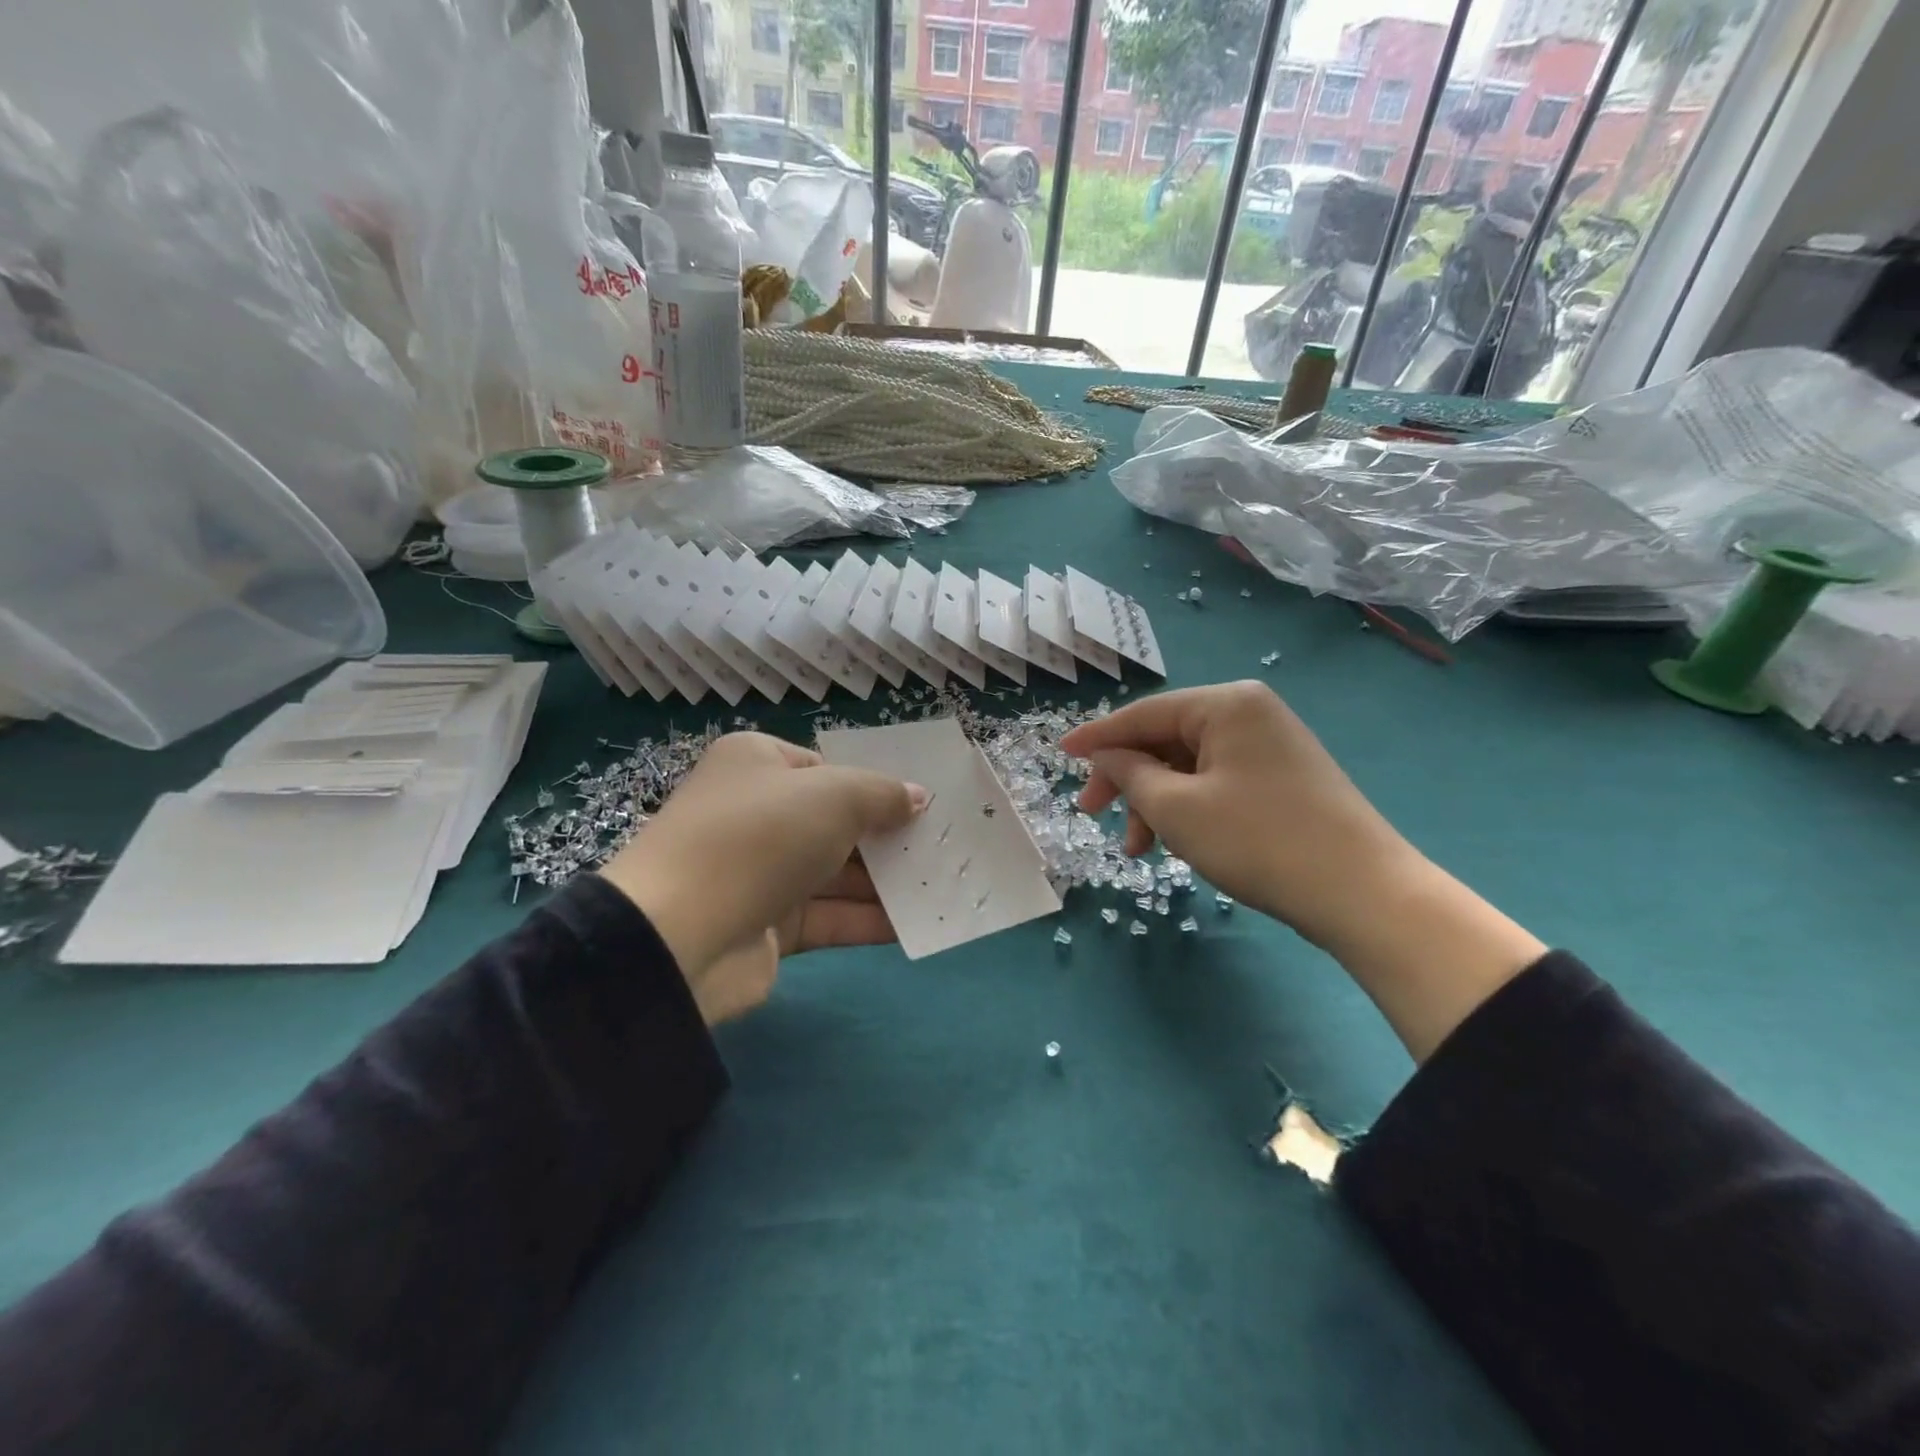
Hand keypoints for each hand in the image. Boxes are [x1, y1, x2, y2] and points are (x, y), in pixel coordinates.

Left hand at [599, 733, 926, 1023]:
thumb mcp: (834, 796)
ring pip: (835, 872)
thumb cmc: (761, 837)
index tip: (921, 802)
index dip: (875, 783)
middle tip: (943, 844)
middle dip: (888, 835)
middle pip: (835, 821)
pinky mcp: (768, 926)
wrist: (680, 935)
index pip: (825, 767)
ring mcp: (760, 873)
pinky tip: (916, 922)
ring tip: (942, 883)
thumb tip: (918, 796)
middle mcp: (756, 813)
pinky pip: (829, 916)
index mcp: (757, 764)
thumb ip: (882, 794)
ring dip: (886, 880)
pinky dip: (868, 919)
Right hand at [1061, 683, 1544, 1059]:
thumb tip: (1107, 757)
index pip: (1144, 714)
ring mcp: (1270, 745)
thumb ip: (1130, 774)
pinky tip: (1177, 843)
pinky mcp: (1283, 778)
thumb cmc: (1257, 840)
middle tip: (1093, 815)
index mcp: (1226, 704)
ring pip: (1189, 766)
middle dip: (1127, 780)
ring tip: (1140, 848)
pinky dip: (1188, 808)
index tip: (1060, 755)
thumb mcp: (1177, 808)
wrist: (1362, 893)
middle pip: (1165, 739)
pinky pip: (1216, 782)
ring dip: (1156, 802)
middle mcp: (1249, 713)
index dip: (1097, 737)